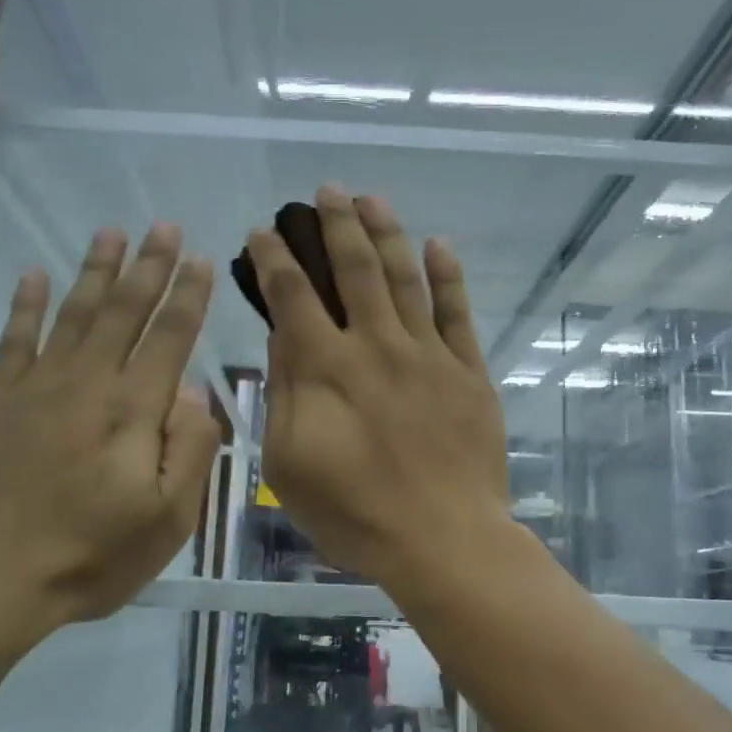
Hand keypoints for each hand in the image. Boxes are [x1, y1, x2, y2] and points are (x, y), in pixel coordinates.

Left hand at [0, 224, 221, 638]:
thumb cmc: (93, 555)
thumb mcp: (168, 519)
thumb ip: (189, 450)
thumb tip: (191, 392)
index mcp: (133, 412)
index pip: (169, 338)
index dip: (189, 297)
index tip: (203, 260)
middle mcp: (88, 384)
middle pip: (123, 312)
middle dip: (149, 267)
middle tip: (164, 226)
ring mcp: (37, 389)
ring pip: (73, 315)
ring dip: (95, 271)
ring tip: (111, 233)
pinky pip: (15, 340)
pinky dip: (26, 305)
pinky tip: (35, 275)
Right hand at [246, 186, 509, 591]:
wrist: (442, 538)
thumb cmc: (354, 513)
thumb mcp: (289, 463)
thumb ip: (284, 393)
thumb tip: (283, 336)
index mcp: (326, 367)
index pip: (293, 294)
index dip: (274, 257)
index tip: (262, 232)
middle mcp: (376, 344)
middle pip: (354, 267)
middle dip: (335, 223)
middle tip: (324, 192)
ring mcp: (428, 354)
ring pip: (405, 276)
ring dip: (386, 232)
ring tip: (371, 199)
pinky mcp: (468, 371)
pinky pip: (458, 312)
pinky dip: (448, 275)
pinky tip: (438, 245)